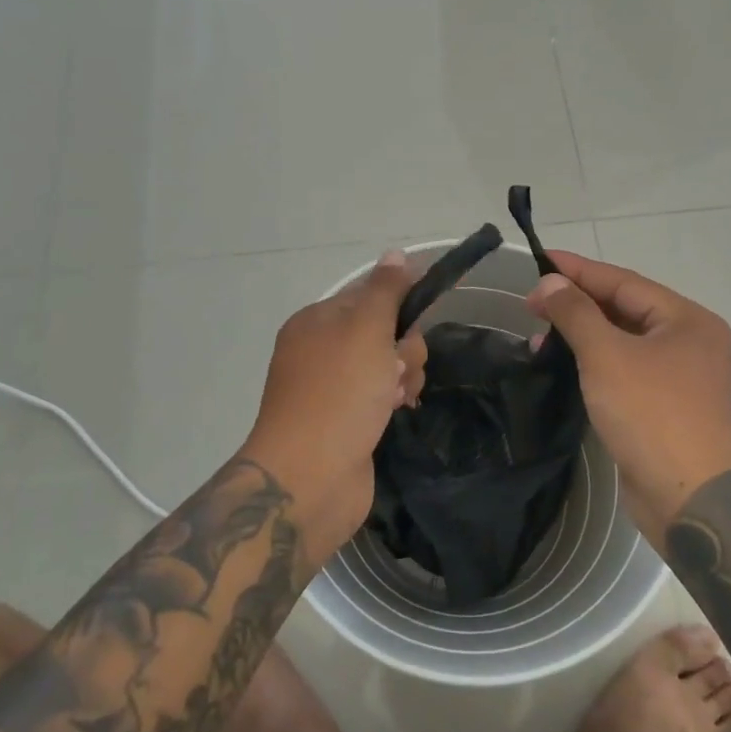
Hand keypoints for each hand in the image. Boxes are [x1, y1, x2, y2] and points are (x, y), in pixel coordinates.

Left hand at [242, 251, 426, 566]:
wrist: (310, 477)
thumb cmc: (338, 393)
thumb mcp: (365, 330)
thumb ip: (385, 290)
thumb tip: (396, 254)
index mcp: (316, 321)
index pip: (367, 295)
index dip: (398, 304)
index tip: (420, 318)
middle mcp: (320, 351)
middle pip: (382, 331)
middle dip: (402, 348)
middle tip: (396, 369)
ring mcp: (332, 389)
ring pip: (387, 366)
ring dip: (403, 376)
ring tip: (397, 398)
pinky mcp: (346, 422)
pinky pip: (382, 397)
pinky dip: (394, 401)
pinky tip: (397, 413)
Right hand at [527, 251, 730, 536]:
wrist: (690, 497)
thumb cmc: (651, 413)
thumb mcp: (607, 355)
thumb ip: (576, 312)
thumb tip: (550, 282)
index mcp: (686, 320)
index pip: (624, 281)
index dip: (579, 270)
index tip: (540, 258)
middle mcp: (688, 342)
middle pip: (623, 309)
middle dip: (577, 303)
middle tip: (532, 301)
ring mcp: (677, 377)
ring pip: (621, 341)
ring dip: (580, 334)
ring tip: (537, 334)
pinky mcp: (662, 407)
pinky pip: (622, 370)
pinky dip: (591, 362)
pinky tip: (561, 364)